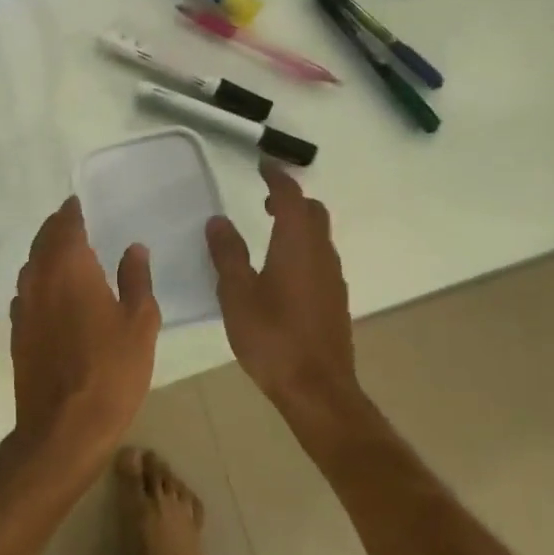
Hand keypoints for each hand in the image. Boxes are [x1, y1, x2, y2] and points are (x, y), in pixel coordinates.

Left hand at [9, 196, 160, 473]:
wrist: (63, 429)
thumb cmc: (111, 372)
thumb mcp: (140, 324)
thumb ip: (136, 280)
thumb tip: (133, 248)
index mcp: (70, 269)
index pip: (66, 227)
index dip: (71, 212)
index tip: (77, 203)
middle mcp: (40, 280)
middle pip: (42, 242)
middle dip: (55, 228)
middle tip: (70, 220)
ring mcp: (23, 309)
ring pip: (30, 267)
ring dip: (44, 253)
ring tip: (62, 252)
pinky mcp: (17, 334)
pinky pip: (25, 294)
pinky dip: (37, 283)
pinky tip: (49, 293)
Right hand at [206, 163, 365, 436]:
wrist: (318, 389)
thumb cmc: (272, 337)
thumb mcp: (237, 294)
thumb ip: (227, 254)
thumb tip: (218, 220)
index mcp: (297, 245)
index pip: (291, 196)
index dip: (277, 177)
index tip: (262, 165)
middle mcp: (321, 254)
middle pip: (313, 212)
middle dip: (291, 199)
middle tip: (263, 200)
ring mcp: (333, 278)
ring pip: (319, 236)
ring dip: (298, 224)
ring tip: (269, 231)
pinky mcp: (335, 300)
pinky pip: (320, 258)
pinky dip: (303, 247)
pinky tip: (283, 270)